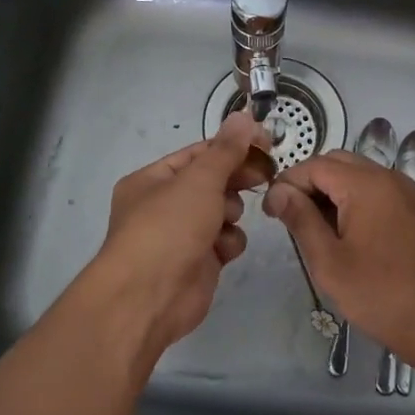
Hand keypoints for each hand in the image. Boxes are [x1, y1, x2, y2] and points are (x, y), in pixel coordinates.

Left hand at [83, 110, 271, 354]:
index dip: (232, 146)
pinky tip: (222, 250)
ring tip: (225, 219)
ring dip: (230, 212)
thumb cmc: (168, 227)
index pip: (199, 153)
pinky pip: (224, 241)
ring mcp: (181, 235)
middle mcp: (164, 204)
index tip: (265, 143)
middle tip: (264, 174)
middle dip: (235, 179)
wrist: (149, 298)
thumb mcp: (199, 179)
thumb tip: (243, 116)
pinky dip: (228, 243)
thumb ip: (226, 149)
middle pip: (212, 181)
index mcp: (153, 179)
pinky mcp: (198, 263)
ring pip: (222, 210)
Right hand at [263, 150, 414, 363]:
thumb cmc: (380, 294)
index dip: (288, 182)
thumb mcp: (329, 261)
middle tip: (291, 214)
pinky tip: (351, 233)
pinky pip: (381, 191)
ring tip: (317, 225)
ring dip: (334, 190)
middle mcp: (389, 178)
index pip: (316, 165)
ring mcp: (409, 193)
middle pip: (339, 163)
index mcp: (365, 184)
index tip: (272, 210)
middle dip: (310, 182)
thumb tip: (279, 191)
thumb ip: (301, 219)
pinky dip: (358, 200)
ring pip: (361, 175)